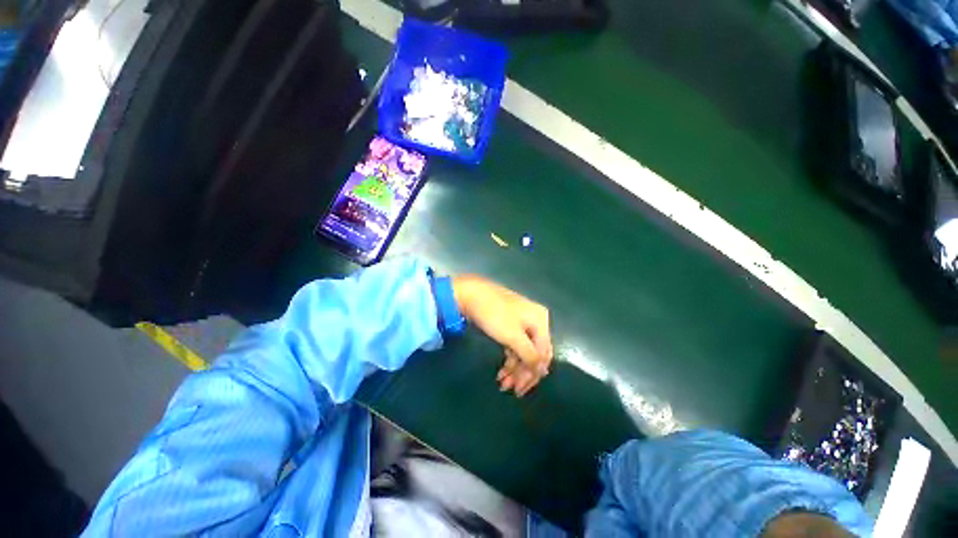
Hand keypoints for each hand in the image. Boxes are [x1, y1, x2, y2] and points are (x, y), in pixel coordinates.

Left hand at [452, 275, 552, 396]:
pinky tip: (502, 371)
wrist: (471, 294)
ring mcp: (523, 322)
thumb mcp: (513, 337)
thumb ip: (530, 355)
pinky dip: (509, 358)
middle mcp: (536, 321)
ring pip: (523, 351)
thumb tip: (543, 371)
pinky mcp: (510, 324)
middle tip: (511, 390)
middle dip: (523, 373)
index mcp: (541, 321)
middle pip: (534, 353)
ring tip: (502, 384)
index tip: (520, 390)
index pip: (543, 354)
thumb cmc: (494, 315)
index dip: (533, 374)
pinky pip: (515, 345)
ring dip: (514, 368)